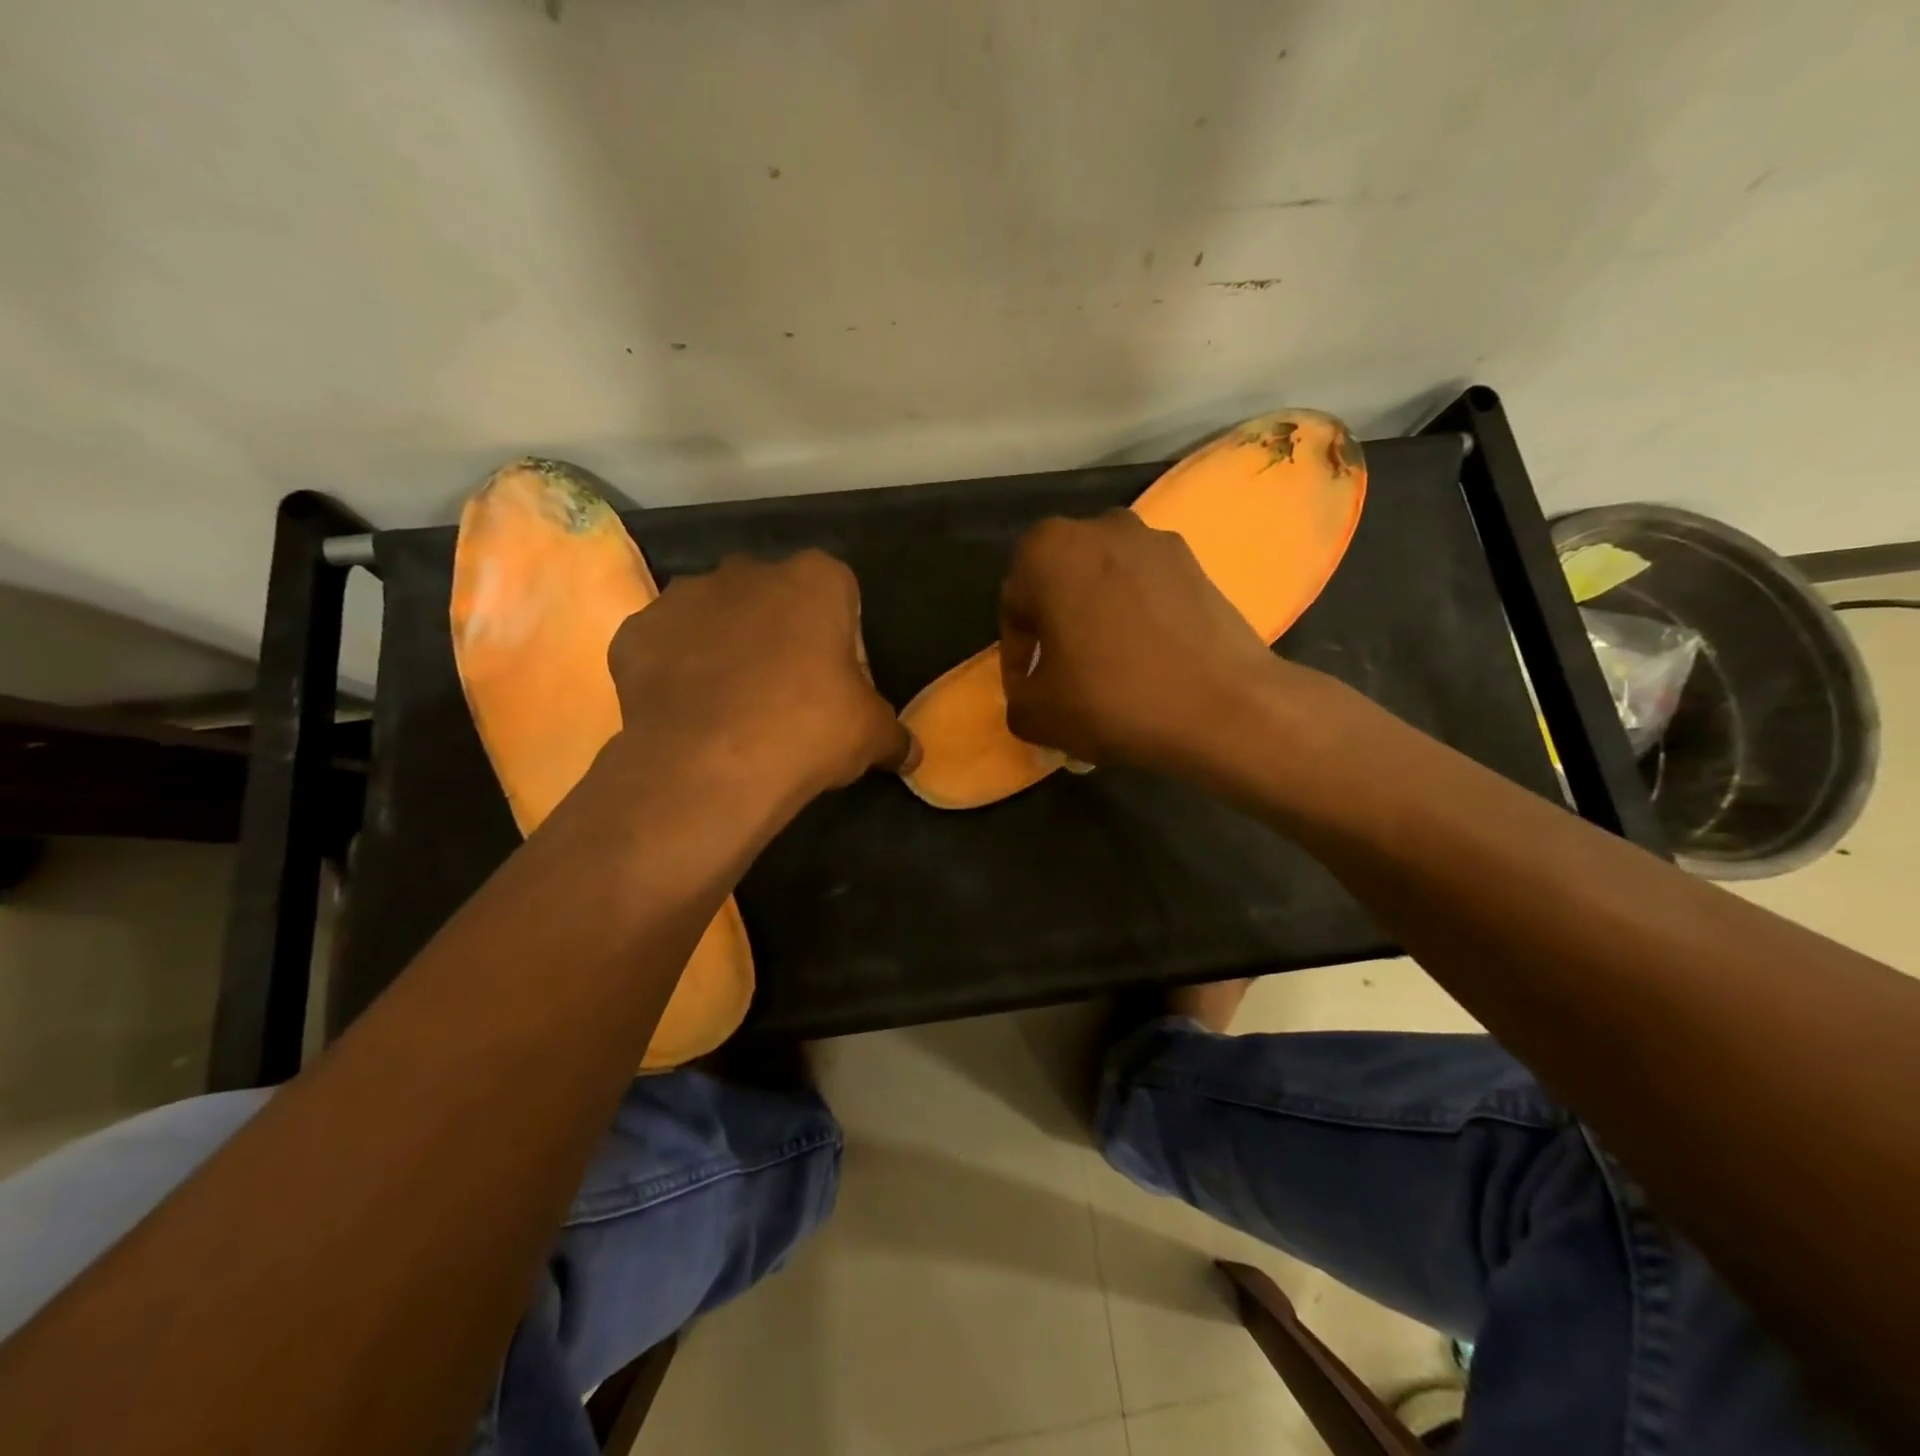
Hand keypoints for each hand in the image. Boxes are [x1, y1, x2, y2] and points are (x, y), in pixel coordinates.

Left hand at [606, 551, 914, 814]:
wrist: (709, 767)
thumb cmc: (807, 731)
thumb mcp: (871, 735)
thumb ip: (894, 734)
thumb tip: (911, 754)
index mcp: (816, 579)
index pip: (841, 598)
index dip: (844, 642)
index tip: (839, 687)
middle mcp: (748, 570)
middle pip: (775, 600)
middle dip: (782, 636)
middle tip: (788, 696)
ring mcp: (684, 596)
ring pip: (716, 617)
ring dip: (727, 647)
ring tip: (733, 707)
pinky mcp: (635, 631)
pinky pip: (667, 646)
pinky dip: (677, 670)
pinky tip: (690, 712)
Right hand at [998, 511, 1295, 775]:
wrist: (1224, 708)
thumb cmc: (1113, 700)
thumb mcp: (1035, 714)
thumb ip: (1015, 695)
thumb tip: (1031, 688)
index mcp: (1048, 550)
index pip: (1014, 604)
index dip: (1017, 653)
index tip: (1031, 688)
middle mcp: (1100, 527)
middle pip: (1061, 584)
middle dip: (1056, 628)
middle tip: (1063, 676)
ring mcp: (1154, 540)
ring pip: (1105, 583)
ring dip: (1097, 619)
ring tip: (1108, 669)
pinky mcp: (1196, 562)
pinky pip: (1146, 589)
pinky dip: (1137, 618)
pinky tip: (1147, 661)